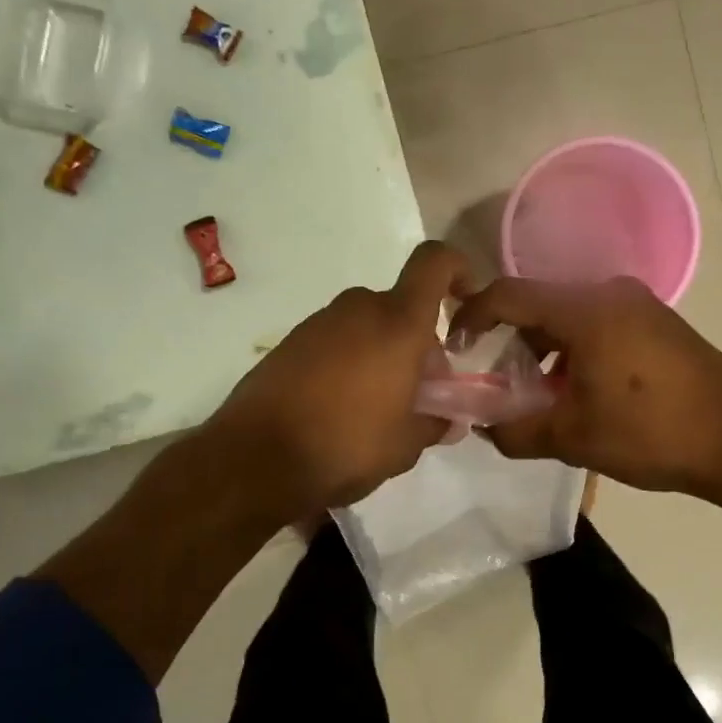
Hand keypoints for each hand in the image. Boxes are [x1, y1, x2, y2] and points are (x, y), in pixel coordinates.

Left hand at [205, 241, 470, 516]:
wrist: (255, 459)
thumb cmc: (346, 445)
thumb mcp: (405, 446)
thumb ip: (434, 424)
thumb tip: (447, 420)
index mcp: (398, 324)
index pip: (435, 263)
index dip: (458, 269)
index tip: (466, 301)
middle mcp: (358, 309)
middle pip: (402, 307)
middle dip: (418, 341)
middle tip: (419, 390)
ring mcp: (319, 323)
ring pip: (367, 326)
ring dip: (382, 354)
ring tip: (378, 407)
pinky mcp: (289, 342)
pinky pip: (335, 341)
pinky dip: (349, 362)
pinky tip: (340, 408)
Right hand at [449, 276, 721, 505]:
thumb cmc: (652, 434)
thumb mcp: (573, 438)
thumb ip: (515, 431)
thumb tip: (484, 428)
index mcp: (586, 310)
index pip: (509, 295)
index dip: (472, 316)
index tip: (455, 347)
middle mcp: (610, 292)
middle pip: (539, 303)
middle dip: (510, 340)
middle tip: (498, 381)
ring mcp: (638, 304)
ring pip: (569, 315)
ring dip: (544, 348)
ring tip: (539, 393)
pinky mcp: (657, 321)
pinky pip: (598, 323)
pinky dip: (574, 348)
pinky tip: (580, 388)